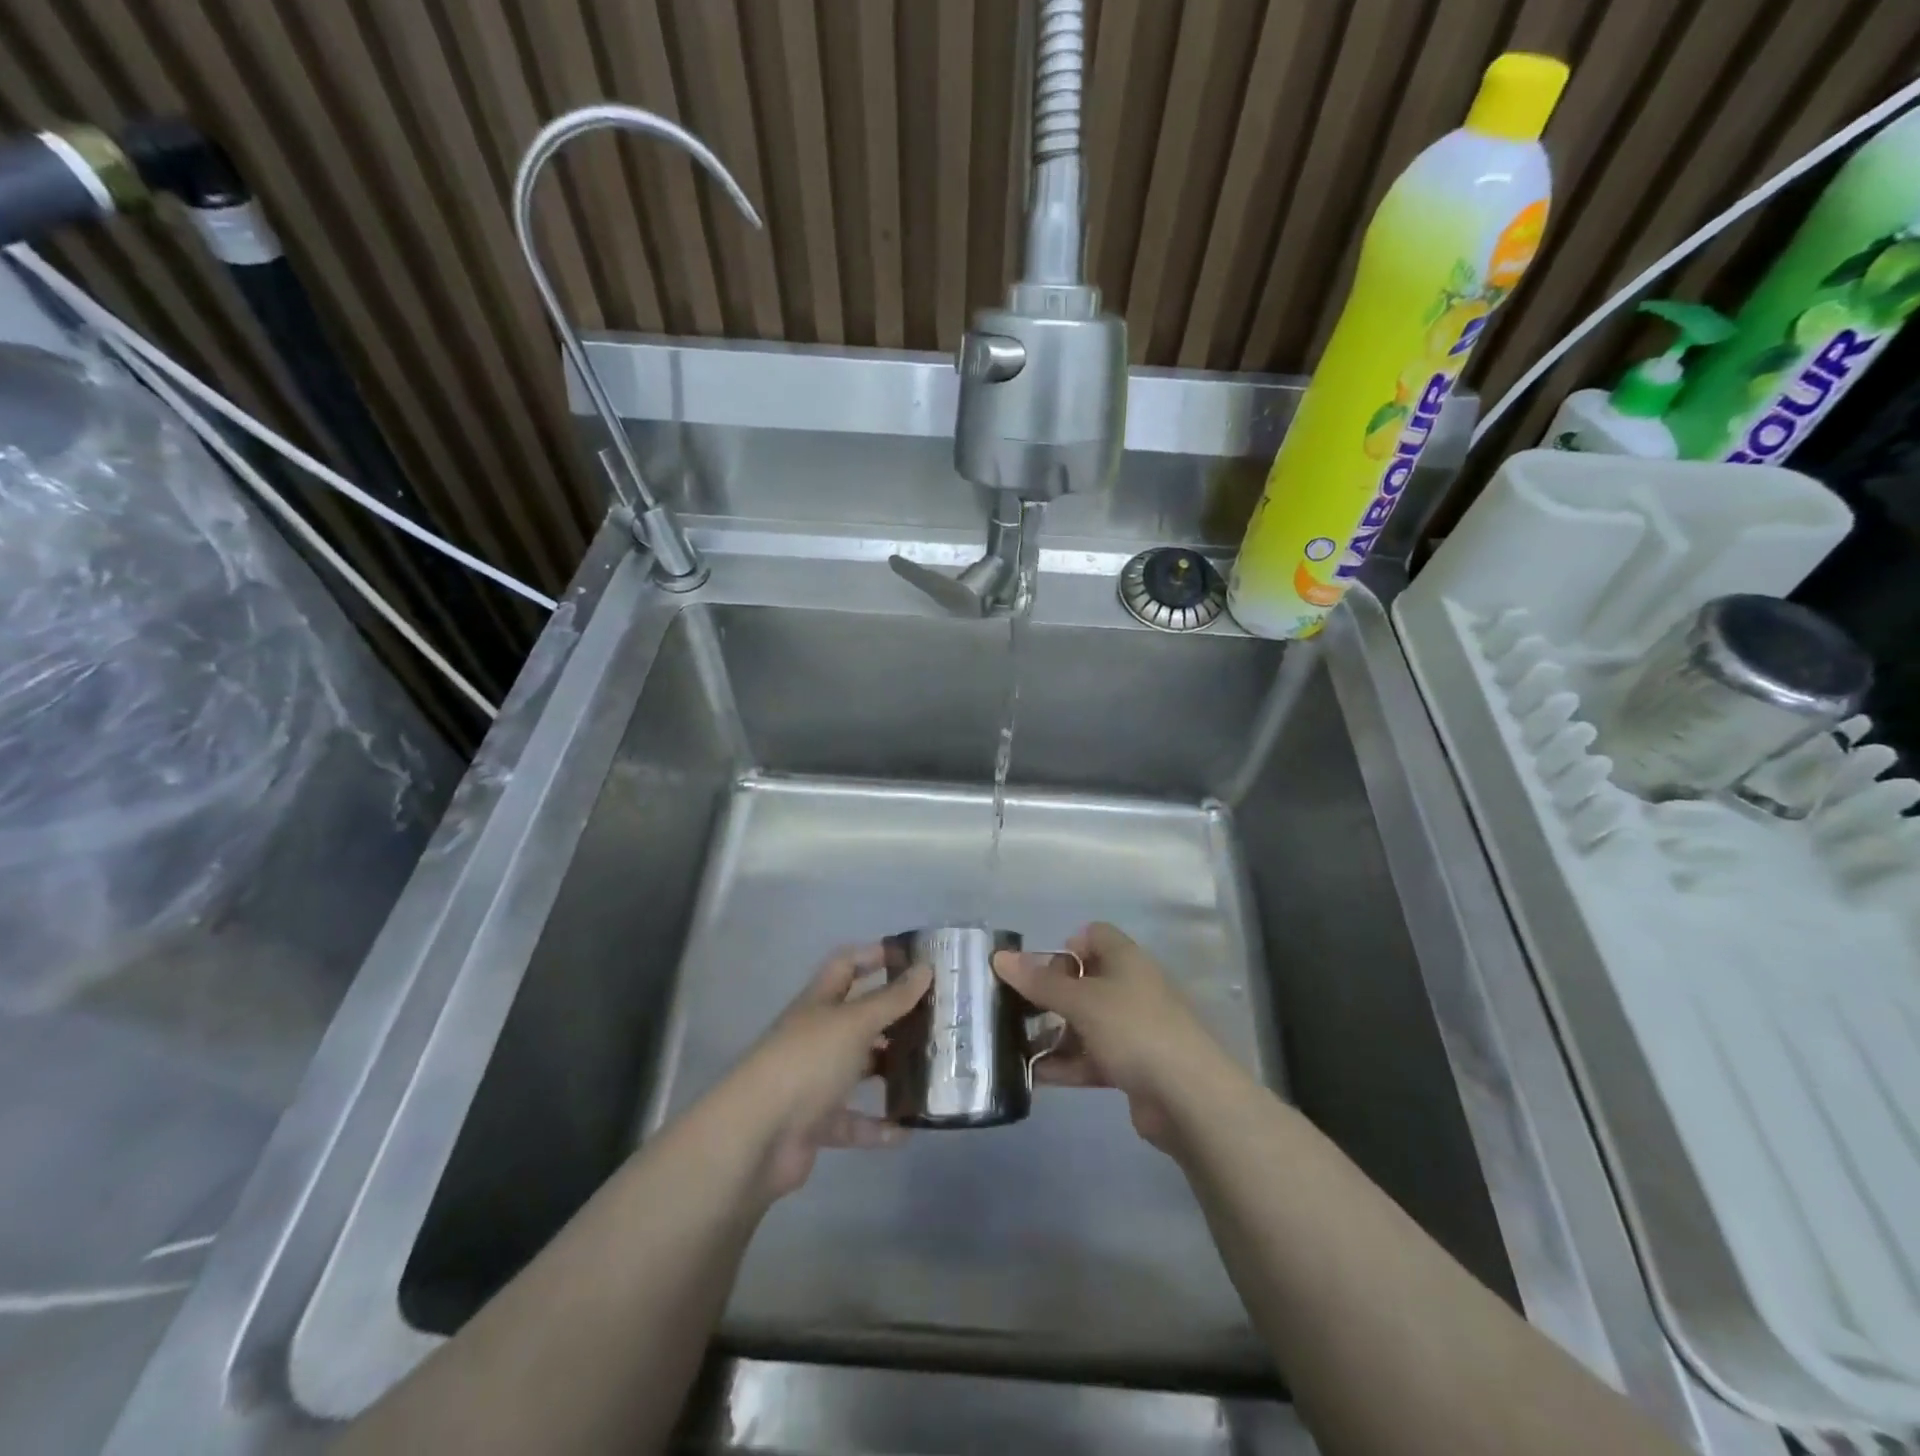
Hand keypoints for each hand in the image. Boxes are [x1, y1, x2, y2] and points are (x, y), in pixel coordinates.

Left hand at [718, 947, 931, 1199]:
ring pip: (859, 1068)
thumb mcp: (854, 1023)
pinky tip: (907, 1130)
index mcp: (820, 1002)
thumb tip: (925, 967)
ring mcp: (814, 1080)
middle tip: (937, 1018)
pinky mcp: (816, 1123)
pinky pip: (853, 1121)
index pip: (847, 965)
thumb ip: (891, 998)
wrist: (756, 1136)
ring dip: (891, 1070)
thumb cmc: (807, 1062)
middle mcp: (817, 1035)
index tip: (914, 958)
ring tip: (932, 1070)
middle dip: (895, 1016)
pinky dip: (878, 1127)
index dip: (875, 955)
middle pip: (859, 1017)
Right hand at [994, 922, 1241, 1153]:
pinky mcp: (1133, 1066)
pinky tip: (1035, 1077)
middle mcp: (1131, 988)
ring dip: (1054, 1034)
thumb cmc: (1134, 1030)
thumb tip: (999, 957)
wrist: (1189, 1098)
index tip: (1040, 971)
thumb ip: (1040, 982)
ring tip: (1015, 1047)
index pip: (1093, 935)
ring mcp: (1134, 1029)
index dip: (1065, 947)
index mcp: (1126, 960)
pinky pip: (1092, 1058)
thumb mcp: (1081, 1002)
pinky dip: (1067, 1065)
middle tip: (1018, 1011)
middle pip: (1084, 981)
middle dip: (1050, 995)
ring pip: (1086, 1023)